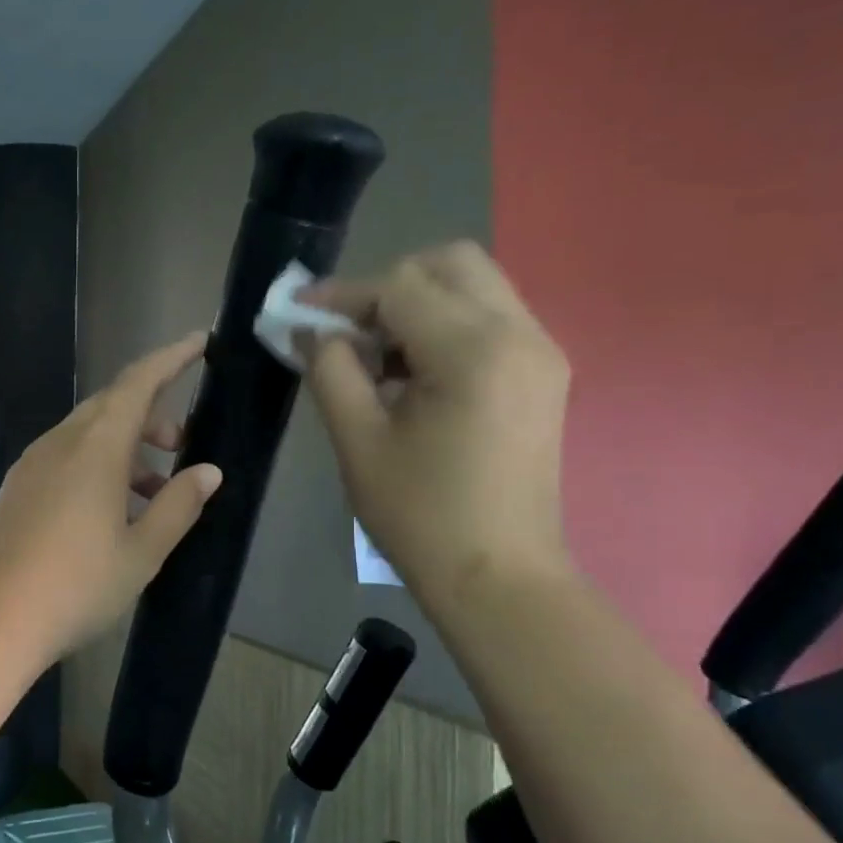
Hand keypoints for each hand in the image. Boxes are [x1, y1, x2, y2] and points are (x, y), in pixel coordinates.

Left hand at [0, 334, 222, 666]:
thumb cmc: (77, 585)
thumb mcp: (142, 552)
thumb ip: (179, 506)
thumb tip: (207, 472)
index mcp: (95, 447)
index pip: (138, 383)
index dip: (171, 358)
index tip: (200, 344)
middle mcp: (60, 443)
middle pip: (112, 406)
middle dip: (152, 416)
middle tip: (180, 448)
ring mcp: (32, 464)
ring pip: (88, 434)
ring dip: (126, 448)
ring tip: (153, 494)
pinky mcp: (17, 488)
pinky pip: (66, 457)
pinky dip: (98, 466)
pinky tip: (110, 510)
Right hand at [301, 241, 571, 606]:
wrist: (498, 577)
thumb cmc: (420, 516)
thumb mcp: (358, 441)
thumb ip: (331, 370)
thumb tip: (313, 331)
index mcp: (473, 350)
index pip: (399, 287)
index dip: (342, 294)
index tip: (299, 311)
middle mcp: (519, 333)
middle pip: (450, 264)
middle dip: (389, 285)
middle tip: (348, 330)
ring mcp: (540, 352)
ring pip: (474, 287)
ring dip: (417, 305)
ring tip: (376, 357)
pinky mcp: (544, 374)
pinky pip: (490, 320)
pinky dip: (445, 327)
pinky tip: (413, 374)